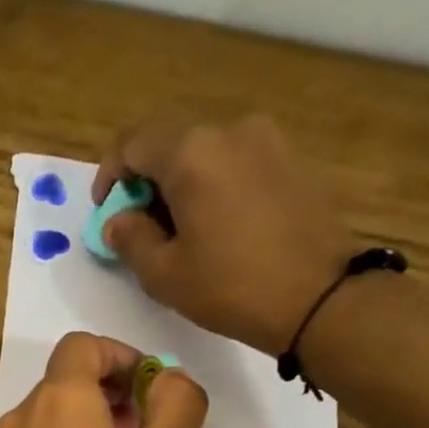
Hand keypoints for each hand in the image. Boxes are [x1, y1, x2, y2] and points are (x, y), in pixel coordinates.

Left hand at [0, 332, 207, 427]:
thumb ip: (177, 403)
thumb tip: (168, 380)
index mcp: (57, 398)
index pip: (84, 345)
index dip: (123, 356)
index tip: (152, 390)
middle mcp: (22, 416)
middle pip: (68, 379)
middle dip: (112, 392)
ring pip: (53, 414)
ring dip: (93, 421)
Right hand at [95, 114, 356, 356]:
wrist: (322, 297)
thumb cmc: (231, 287)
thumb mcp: (164, 274)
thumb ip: (130, 239)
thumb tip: (119, 221)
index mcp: (191, 152)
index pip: (132, 143)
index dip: (110, 175)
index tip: (106, 211)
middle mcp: (230, 130)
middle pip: (171, 143)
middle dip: (147, 181)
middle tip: (141, 226)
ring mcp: (268, 141)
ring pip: (206, 152)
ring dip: (183, 184)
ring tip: (182, 231)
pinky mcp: (293, 160)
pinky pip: (238, 163)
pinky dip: (216, 185)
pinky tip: (220, 227)